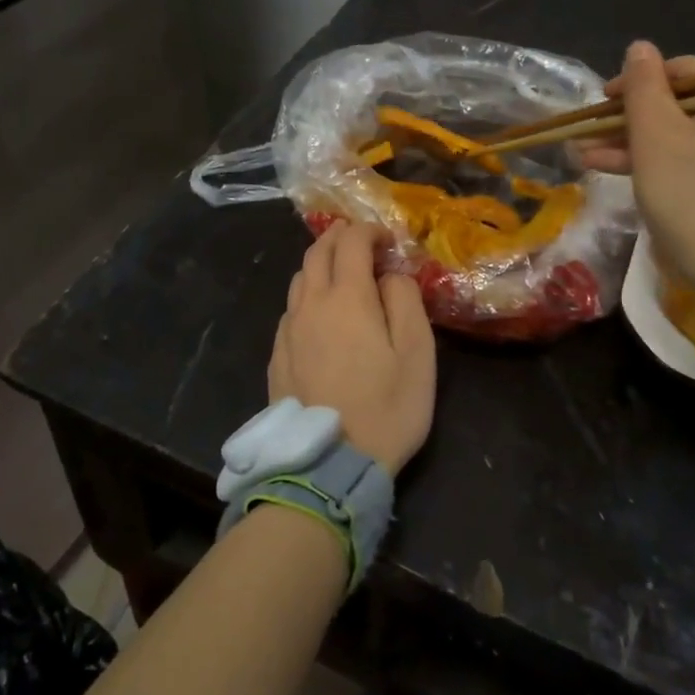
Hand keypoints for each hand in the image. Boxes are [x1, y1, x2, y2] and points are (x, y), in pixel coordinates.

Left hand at [269, 222, 437, 474]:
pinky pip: (290, 309)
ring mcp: (288, 330)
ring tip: (342, 275)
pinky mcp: (277, 355)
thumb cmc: (386, 407)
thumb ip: (405, 300)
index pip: (351, 241)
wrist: (330, 464)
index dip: (369, 230)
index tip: (387, 240)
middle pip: (317, 252)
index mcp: (346, 297)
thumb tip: (389, 273)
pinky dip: (307, 296)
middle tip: (361, 241)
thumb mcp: (417, 352)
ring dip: (320, 264)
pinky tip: (321, 315)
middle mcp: (310, 304)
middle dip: (340, 237)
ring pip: (299, 279)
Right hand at [579, 41, 694, 295]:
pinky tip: (610, 165)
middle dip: (629, 119)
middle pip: (682, 103)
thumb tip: (639, 47)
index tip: (600, 102)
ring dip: (634, 141)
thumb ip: (643, 87)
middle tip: (589, 130)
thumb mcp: (655, 136)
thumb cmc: (691, 194)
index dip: (635, 83)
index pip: (683, 71)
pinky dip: (657, 159)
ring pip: (683, 132)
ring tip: (586, 152)